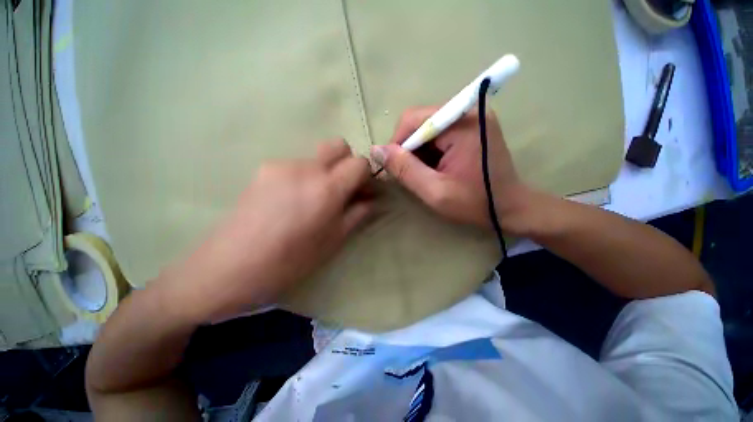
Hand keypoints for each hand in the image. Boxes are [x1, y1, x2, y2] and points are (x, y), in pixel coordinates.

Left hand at [163, 140, 372, 321]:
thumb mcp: (333, 241)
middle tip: (343, 189)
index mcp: (327, 188)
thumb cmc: (289, 261)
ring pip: (317, 156)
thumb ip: (357, 214)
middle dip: (348, 163)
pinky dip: (305, 176)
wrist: (227, 268)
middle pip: (339, 145)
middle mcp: (306, 168)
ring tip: (314, 200)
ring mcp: (281, 165)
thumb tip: (372, 200)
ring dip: (325, 171)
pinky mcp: (264, 169)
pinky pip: (296, 165)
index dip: (367, 175)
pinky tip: (292, 201)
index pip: (359, 162)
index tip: (363, 191)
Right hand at [371, 106, 530, 232]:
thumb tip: (376, 150)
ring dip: (420, 153)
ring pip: (427, 129)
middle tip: (413, 175)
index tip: (397, 169)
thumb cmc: (475, 203)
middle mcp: (467, 111)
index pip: (413, 120)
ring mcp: (471, 117)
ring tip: (428, 174)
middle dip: (410, 150)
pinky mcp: (472, 126)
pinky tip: (437, 169)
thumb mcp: (434, 191)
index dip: (398, 144)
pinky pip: (439, 134)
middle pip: (420, 122)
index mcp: (462, 122)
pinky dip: (431, 152)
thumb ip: (404, 169)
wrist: (510, 207)